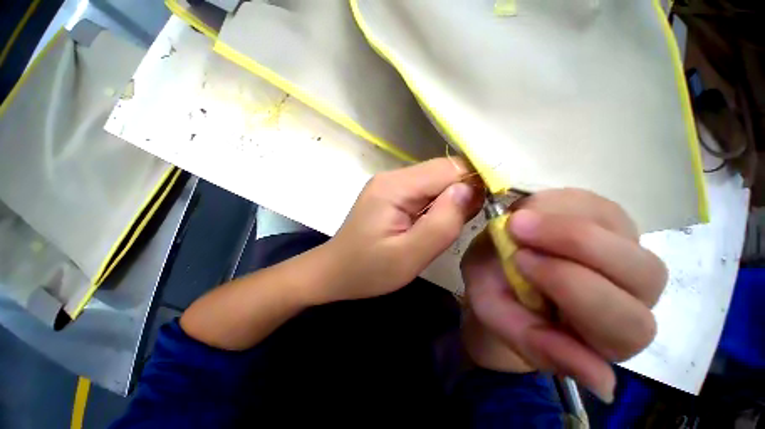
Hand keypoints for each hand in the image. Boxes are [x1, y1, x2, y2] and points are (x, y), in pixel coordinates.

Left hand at [312, 158, 482, 303]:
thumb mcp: (409, 255)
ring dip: (451, 200)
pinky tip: (434, 224)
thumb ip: (442, 223)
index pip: (448, 169)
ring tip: (450, 226)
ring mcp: (391, 184)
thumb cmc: (368, 270)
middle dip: (463, 192)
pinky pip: (425, 191)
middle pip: (443, 172)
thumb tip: (469, 191)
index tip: (488, 207)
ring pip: (436, 181)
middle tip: (466, 222)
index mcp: (395, 186)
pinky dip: (438, 204)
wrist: (334, 272)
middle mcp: (393, 177)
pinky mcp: (392, 195)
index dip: (474, 183)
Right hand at [461, 189, 666, 401]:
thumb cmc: (495, 292)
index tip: (518, 260)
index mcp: (602, 336)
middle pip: (643, 279)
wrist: (496, 261)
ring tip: (521, 220)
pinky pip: (603, 211)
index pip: (621, 328)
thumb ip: (532, 343)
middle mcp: (630, 298)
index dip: (573, 290)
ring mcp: (622, 254)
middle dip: (575, 248)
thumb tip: (603, 383)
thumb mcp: (494, 311)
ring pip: (628, 240)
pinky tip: (533, 212)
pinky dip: (564, 208)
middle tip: (516, 228)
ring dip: (569, 227)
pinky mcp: (611, 221)